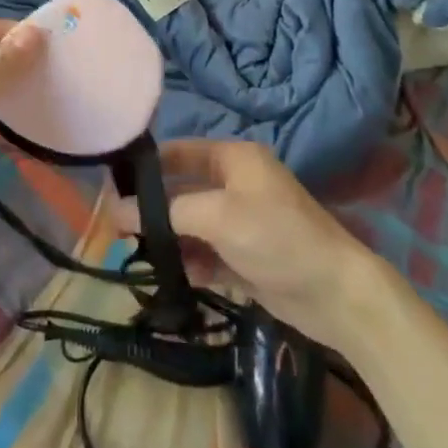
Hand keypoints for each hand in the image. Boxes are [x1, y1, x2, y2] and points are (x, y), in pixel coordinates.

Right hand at [113, 139, 382, 344]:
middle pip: (182, 190)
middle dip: (153, 209)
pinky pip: (206, 253)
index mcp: (233, 159)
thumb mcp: (217, 216)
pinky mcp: (246, 257)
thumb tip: (114, 210)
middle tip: (116, 228)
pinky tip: (174, 277)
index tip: (110, 186)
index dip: (146, 167)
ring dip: (169, 239)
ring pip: (191, 225)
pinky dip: (190, 262)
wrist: (337, 294)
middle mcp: (235, 184)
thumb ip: (165, 212)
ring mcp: (241, 222)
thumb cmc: (276, 237)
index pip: (178, 152)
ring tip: (138, 255)